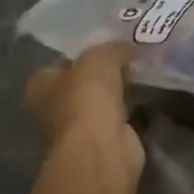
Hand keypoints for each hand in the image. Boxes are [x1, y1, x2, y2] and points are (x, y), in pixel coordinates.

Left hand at [23, 42, 143, 193]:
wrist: (102, 151)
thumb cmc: (87, 100)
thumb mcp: (99, 58)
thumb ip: (113, 48)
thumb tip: (130, 47)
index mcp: (42, 85)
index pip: (62, 62)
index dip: (85, 52)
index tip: (111, 42)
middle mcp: (56, 107)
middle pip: (84, 81)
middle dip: (106, 71)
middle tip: (134, 53)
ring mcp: (81, 127)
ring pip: (104, 99)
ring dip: (122, 89)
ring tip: (146, 69)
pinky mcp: (106, 141)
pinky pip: (122, 116)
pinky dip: (135, 107)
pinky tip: (151, 92)